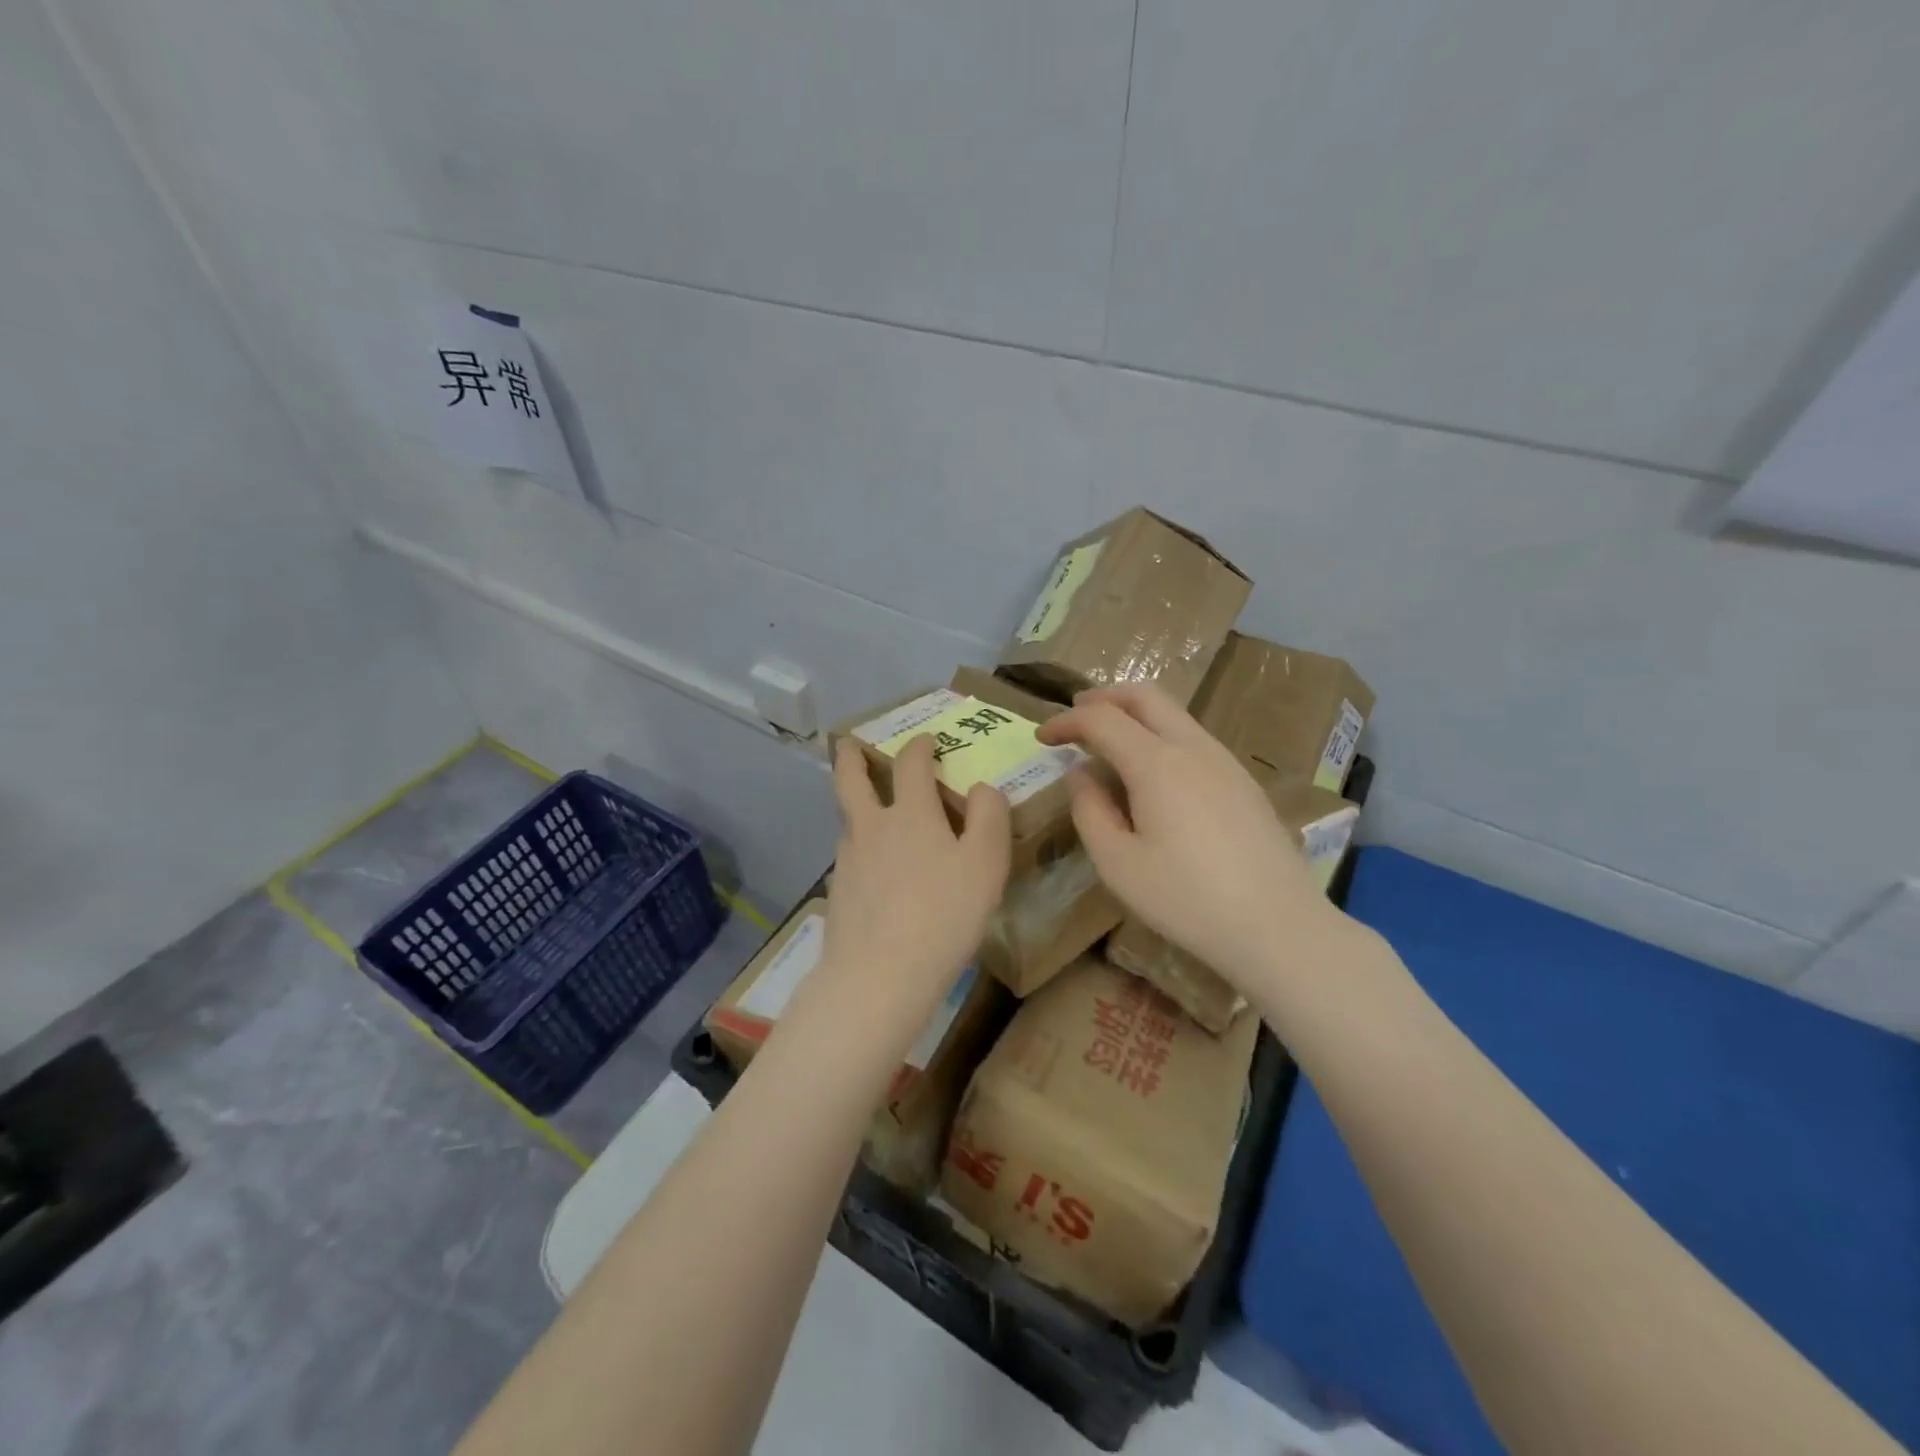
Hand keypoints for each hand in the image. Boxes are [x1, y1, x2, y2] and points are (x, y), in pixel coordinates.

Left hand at [805, 736, 1011, 1041]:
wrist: (879, 975)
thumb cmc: (943, 914)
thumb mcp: (985, 863)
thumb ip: (989, 817)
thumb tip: (982, 788)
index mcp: (910, 813)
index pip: (911, 764)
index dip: (919, 746)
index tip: (926, 741)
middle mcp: (871, 827)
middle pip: (850, 779)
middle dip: (851, 757)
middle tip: (849, 743)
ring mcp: (848, 860)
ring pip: (848, 819)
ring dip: (855, 803)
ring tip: (867, 808)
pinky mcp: (838, 892)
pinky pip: (849, 856)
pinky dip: (859, 847)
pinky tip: (872, 868)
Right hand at [1035, 685, 1339, 991]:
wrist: (1278, 926)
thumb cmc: (1187, 900)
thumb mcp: (1118, 864)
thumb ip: (1090, 811)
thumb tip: (1080, 774)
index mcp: (1157, 764)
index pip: (1101, 719)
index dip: (1066, 721)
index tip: (1042, 738)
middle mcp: (1192, 747)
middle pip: (1144, 695)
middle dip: (1103, 697)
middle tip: (1075, 717)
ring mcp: (1224, 761)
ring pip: (1173, 713)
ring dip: (1134, 714)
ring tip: (1108, 743)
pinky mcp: (1243, 781)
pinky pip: (1192, 737)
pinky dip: (1160, 735)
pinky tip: (1152, 773)